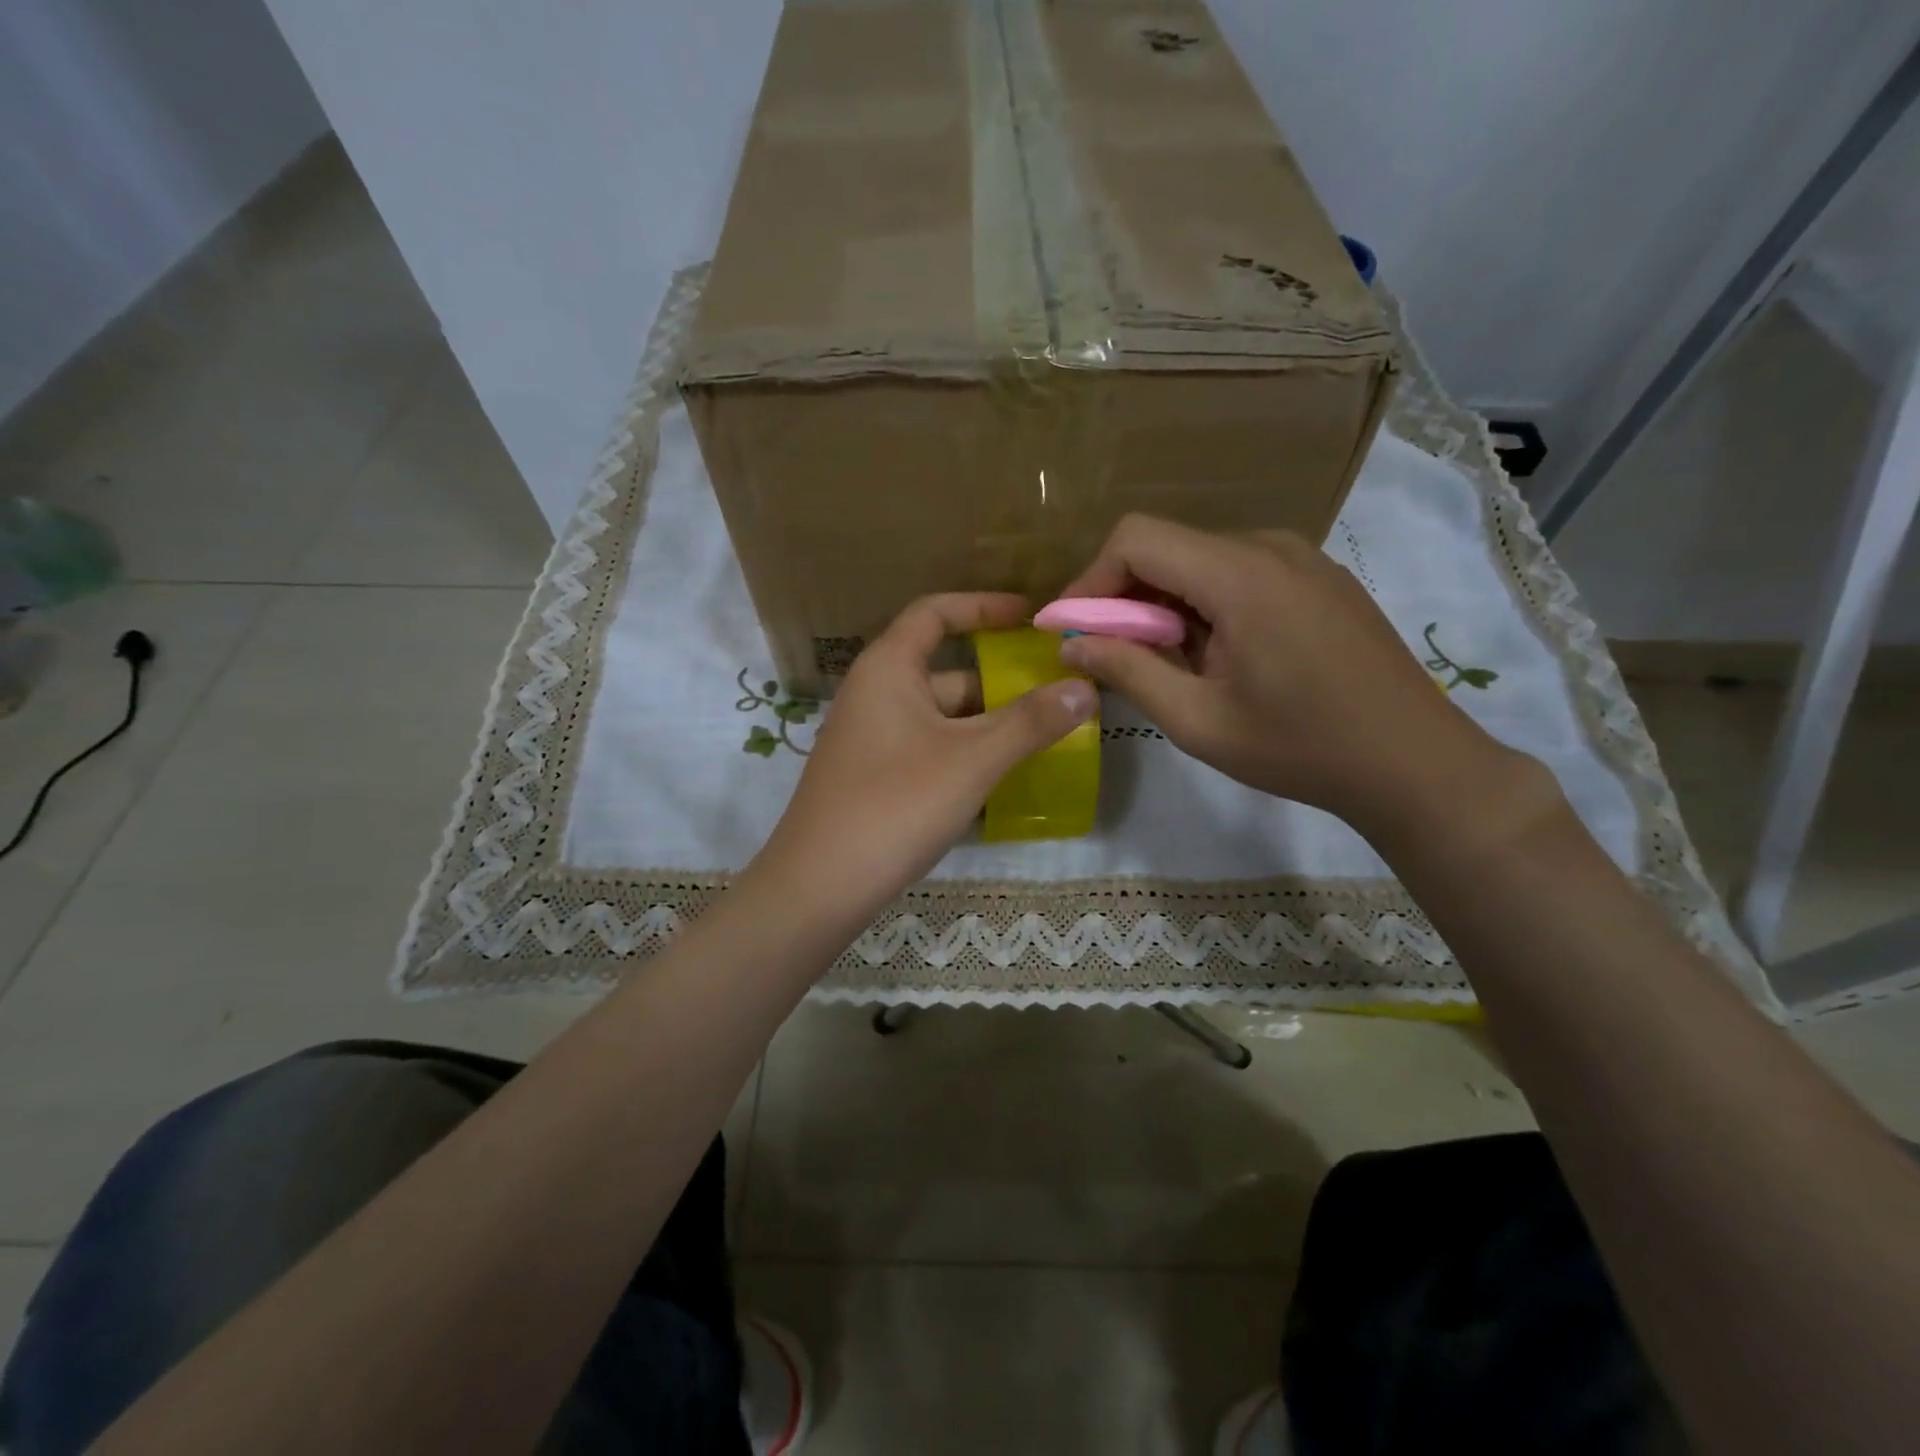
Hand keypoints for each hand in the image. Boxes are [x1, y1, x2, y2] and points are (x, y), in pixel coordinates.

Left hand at [754, 593, 1095, 921]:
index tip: (1031, 617)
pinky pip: (929, 748)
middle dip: (1001, 682)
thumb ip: (1030, 722)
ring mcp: (872, 738)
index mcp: (889, 668)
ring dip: (988, 724)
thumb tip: (1085, 688)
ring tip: (1044, 737)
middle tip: (1057, 695)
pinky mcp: (874, 777)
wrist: (819, 886)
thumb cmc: (896, 804)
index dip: (985, 606)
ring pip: (941, 717)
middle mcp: (875, 693)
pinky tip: (1001, 779)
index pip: (936, 612)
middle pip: (947, 670)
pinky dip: (965, 753)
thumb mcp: (973, 759)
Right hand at [1056, 515, 1545, 843]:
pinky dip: (1205, 605)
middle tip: (1113, 657)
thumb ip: (1128, 671)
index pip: (1136, 538)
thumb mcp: (1198, 720)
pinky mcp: (1318, 578)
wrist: (1413, 762)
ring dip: (1165, 605)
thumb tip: (1072, 644)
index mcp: (1239, 575)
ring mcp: (1302, 558)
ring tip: (1169, 666)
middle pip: (1168, 547)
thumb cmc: (1300, 748)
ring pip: (1201, 560)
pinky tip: (1218, 657)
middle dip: (1125, 598)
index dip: (1090, 580)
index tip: (1071, 631)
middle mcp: (1270, 547)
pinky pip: (1239, 573)